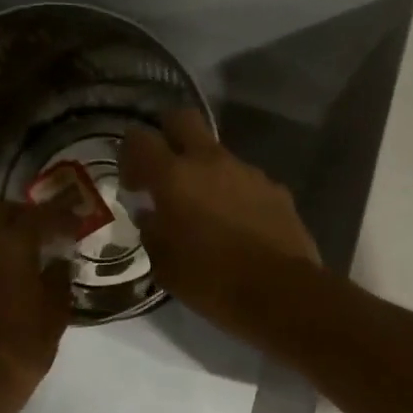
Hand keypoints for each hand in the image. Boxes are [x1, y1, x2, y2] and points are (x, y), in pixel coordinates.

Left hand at [0, 200, 74, 407]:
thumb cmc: (22, 347)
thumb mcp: (55, 315)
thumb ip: (58, 280)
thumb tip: (57, 264)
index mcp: (11, 245)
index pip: (39, 216)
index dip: (60, 216)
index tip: (74, 222)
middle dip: (20, 214)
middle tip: (40, 229)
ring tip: (15, 252)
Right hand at [119, 109, 320, 333]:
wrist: (282, 293)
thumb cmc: (212, 281)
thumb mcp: (165, 265)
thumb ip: (152, 232)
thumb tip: (150, 215)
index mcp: (174, 177)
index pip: (139, 139)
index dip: (130, 155)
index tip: (133, 185)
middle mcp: (211, 162)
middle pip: (183, 119)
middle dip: (168, 135)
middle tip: (164, 171)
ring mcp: (248, 172)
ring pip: (218, 154)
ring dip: (205, 173)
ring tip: (206, 212)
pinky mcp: (276, 190)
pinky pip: (246, 181)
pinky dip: (235, 195)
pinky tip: (238, 227)